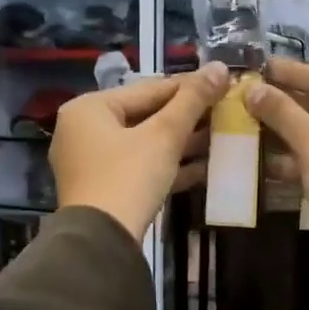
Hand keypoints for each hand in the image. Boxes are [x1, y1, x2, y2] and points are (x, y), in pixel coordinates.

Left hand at [51, 63, 230, 239]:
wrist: (101, 242)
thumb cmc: (128, 177)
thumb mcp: (163, 136)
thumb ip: (191, 101)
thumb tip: (219, 67)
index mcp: (89, 108)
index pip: (147, 89)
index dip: (188, 86)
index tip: (222, 83)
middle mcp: (83, 130)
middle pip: (144, 115)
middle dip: (186, 117)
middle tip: (225, 111)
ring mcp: (92, 162)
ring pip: (144, 143)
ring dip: (182, 142)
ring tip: (221, 136)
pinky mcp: (104, 189)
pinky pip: (140, 167)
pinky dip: (168, 166)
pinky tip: (205, 167)